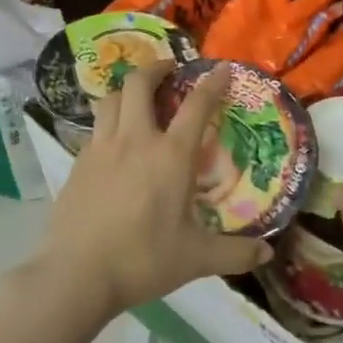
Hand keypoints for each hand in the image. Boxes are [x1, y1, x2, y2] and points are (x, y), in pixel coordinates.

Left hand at [42, 63, 272, 312]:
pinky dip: (109, 122)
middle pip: (139, 83)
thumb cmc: (142, 259)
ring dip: (128, 90)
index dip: (212, 83)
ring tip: (139, 98)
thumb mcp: (196, 259)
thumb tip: (267, 253)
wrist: (76, 275)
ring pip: (111, 100)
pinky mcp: (77, 164)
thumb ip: (235, 253)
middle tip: (170, 70)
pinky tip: (115, 142)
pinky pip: (95, 128)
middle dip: (156, 68)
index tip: (222, 68)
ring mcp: (101, 149)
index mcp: (170, 155)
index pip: (197, 106)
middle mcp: (135, 140)